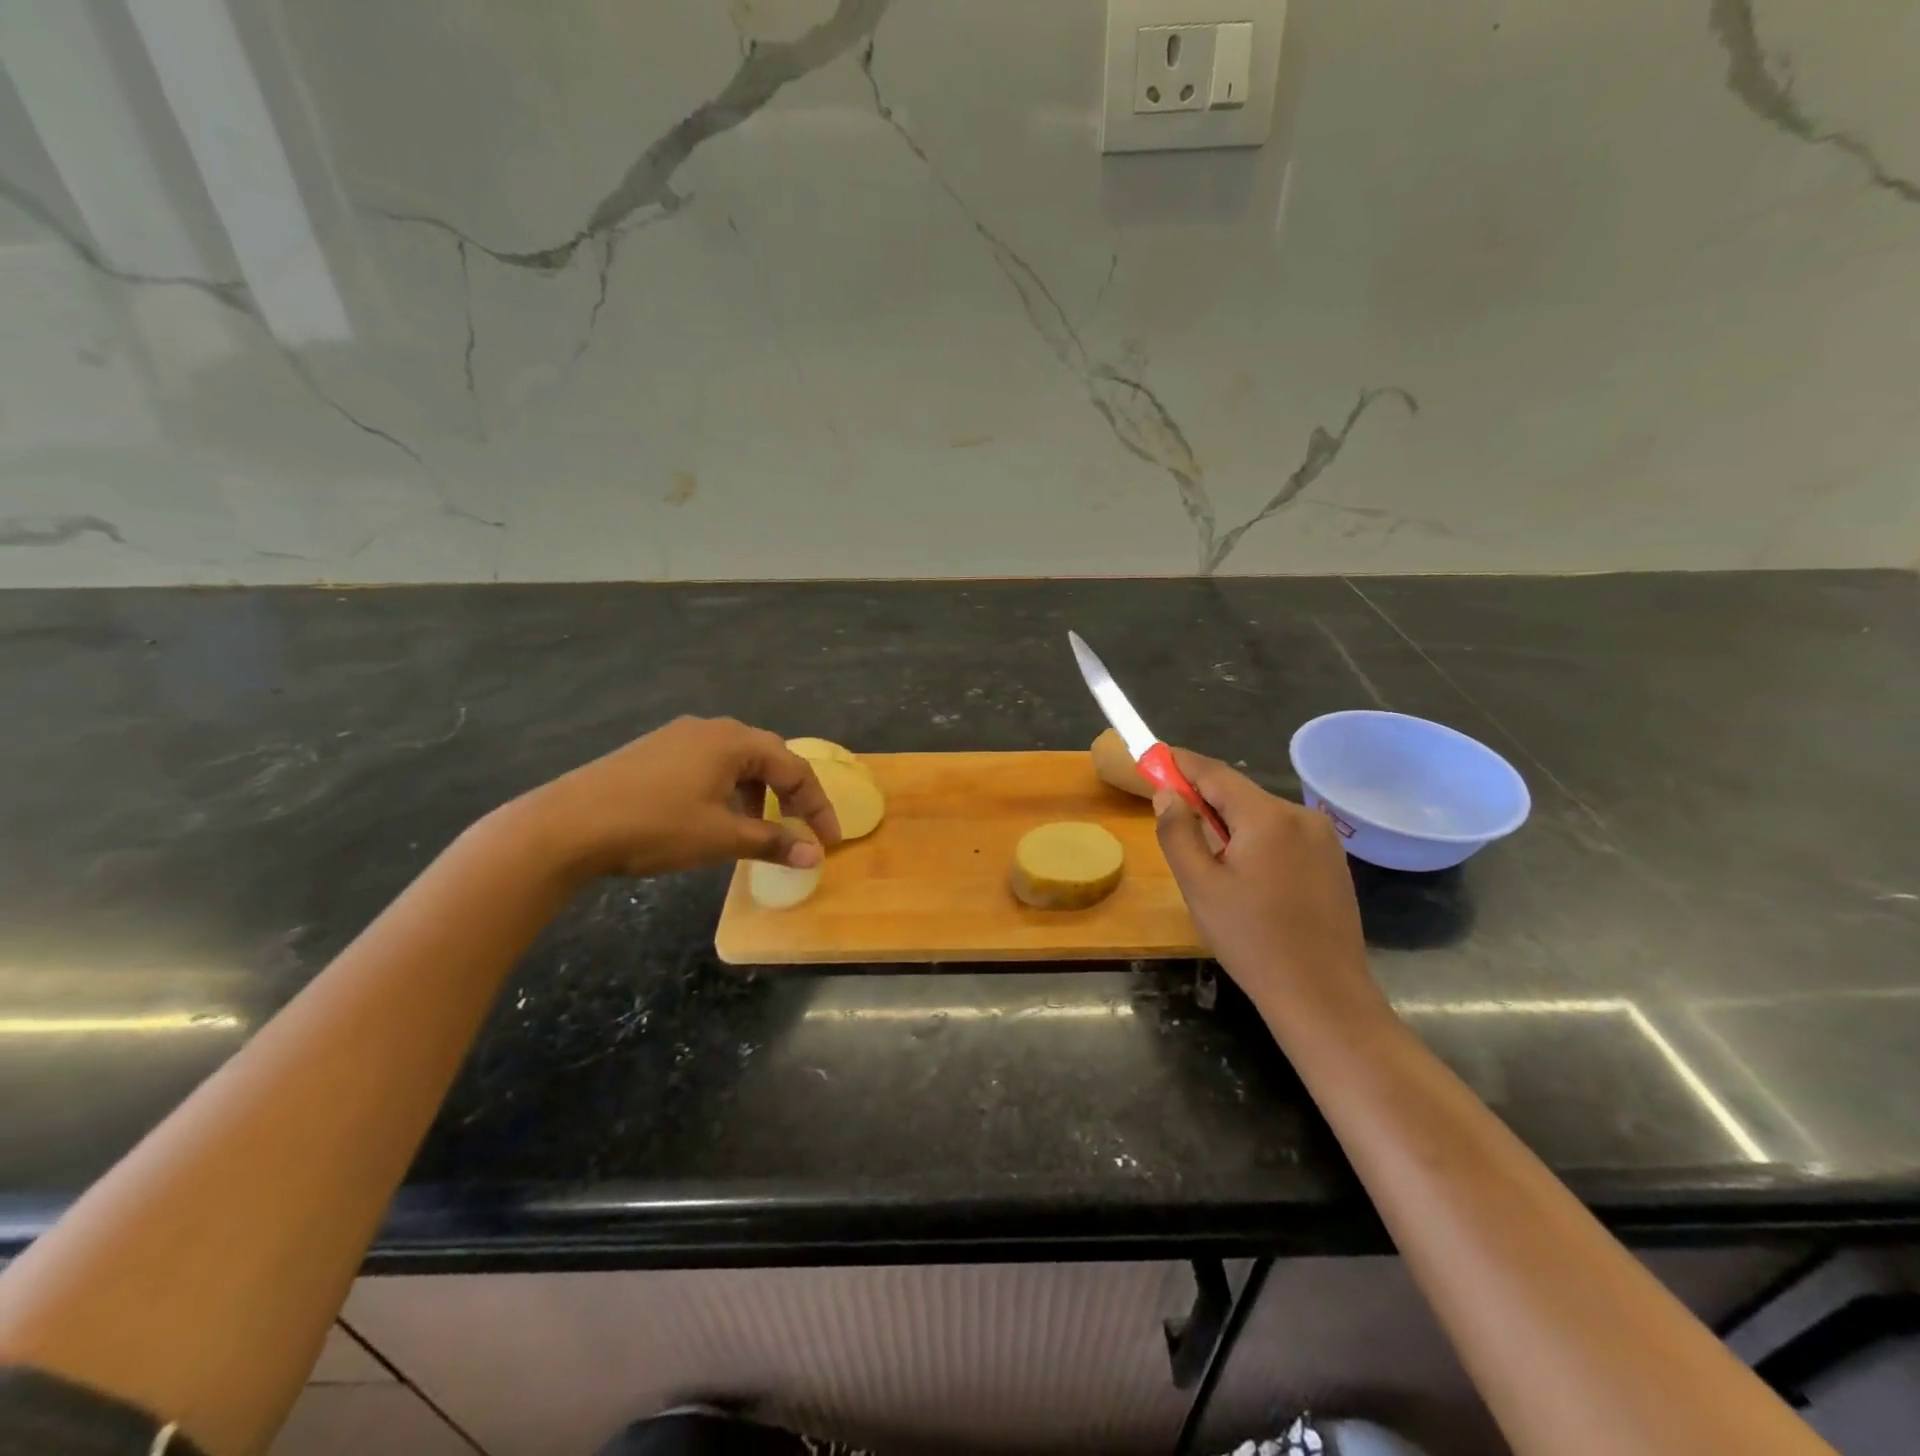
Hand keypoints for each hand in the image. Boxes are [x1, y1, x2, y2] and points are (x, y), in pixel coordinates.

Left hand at [509, 716, 841, 880]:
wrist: (565, 826)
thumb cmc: (654, 826)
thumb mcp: (720, 837)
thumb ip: (773, 842)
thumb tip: (815, 855)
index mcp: (733, 741)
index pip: (794, 768)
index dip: (817, 806)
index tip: (828, 841)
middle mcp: (710, 728)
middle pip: (768, 756)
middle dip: (790, 794)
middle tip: (800, 828)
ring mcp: (678, 736)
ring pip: (736, 760)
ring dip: (757, 792)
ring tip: (756, 827)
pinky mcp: (653, 751)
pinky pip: (708, 764)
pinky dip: (727, 789)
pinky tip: (713, 817)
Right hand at [1154, 748, 1379, 1019]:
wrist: (1322, 995)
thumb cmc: (1251, 940)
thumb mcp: (1199, 886)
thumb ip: (1178, 833)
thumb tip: (1167, 795)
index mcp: (1268, 817)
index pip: (1214, 773)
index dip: (1180, 764)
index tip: (1153, 758)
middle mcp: (1301, 816)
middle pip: (1239, 794)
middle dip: (1204, 801)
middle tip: (1173, 821)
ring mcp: (1323, 839)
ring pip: (1261, 816)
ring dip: (1230, 825)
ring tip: (1211, 865)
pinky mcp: (1333, 862)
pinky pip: (1283, 836)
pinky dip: (1256, 842)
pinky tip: (1247, 879)